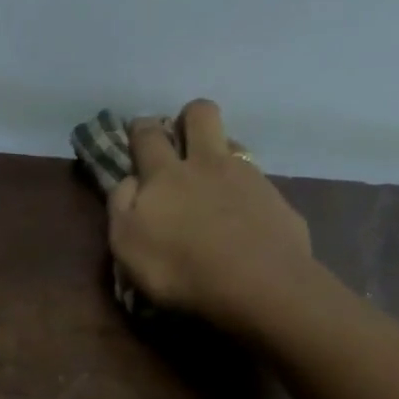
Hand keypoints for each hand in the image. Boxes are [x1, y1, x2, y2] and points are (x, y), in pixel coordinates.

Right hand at [108, 99, 313, 333]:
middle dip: (187, 118)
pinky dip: (246, 187)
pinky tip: (243, 211)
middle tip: (181, 139)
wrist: (257, 285)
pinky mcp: (276, 199)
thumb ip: (121, 206)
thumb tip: (130, 180)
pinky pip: (257, 179)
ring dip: (219, 149)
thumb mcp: (126, 245)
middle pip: (200, 114)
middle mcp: (207, 163)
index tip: (137, 134)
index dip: (140, 129)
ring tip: (213, 178)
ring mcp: (247, 176)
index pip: (147, 135)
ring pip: (232, 141)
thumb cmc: (180, 270)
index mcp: (164, 174)